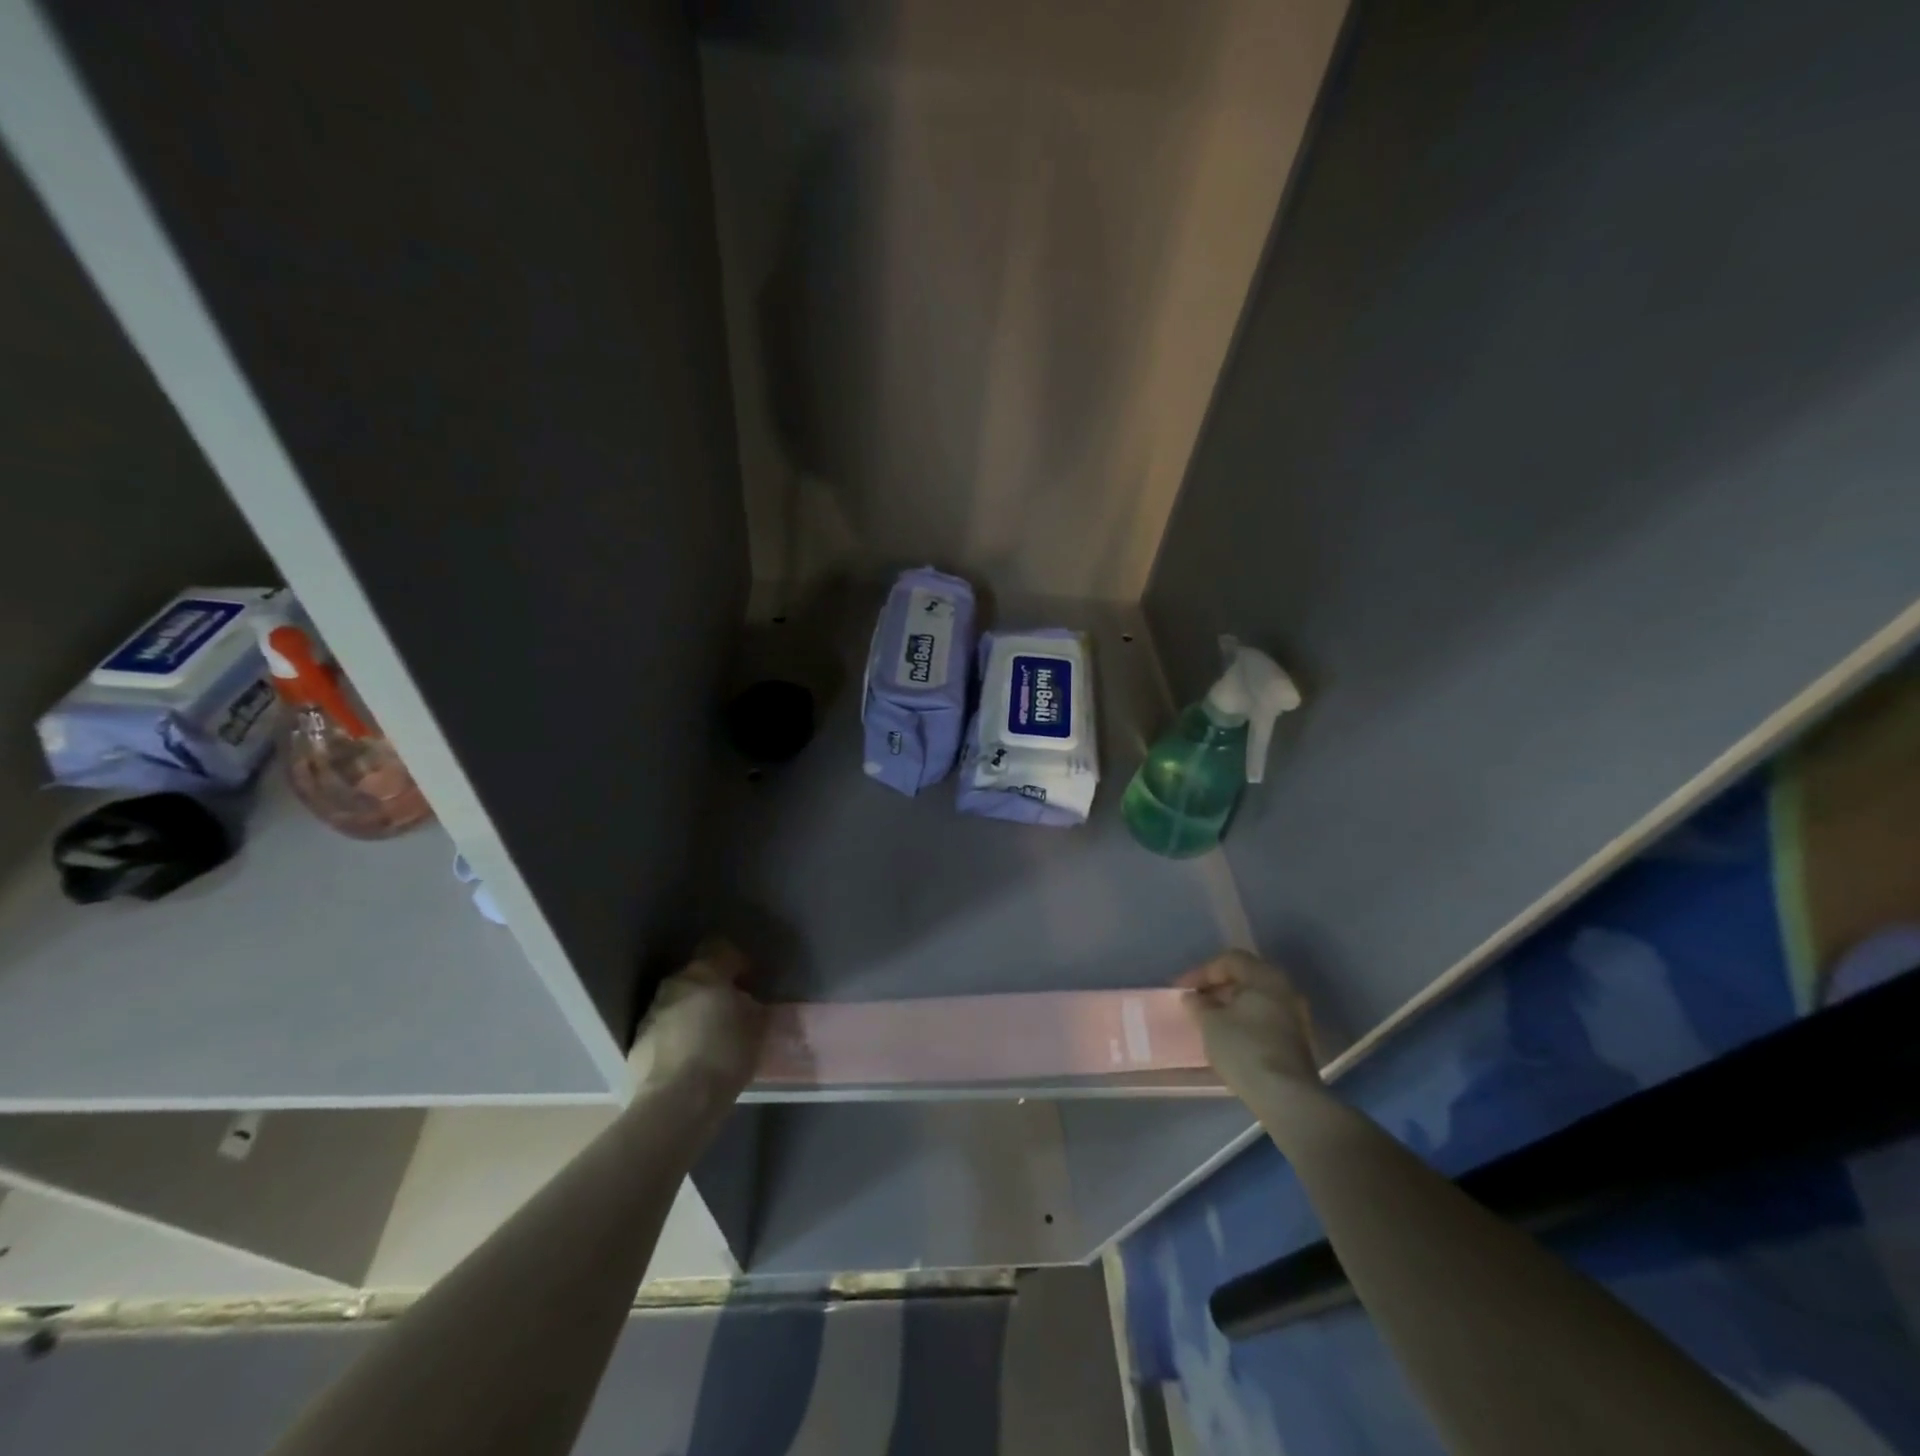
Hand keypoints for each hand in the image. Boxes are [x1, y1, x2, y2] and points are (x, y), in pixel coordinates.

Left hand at [627, 939, 767, 1101]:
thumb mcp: (756, 1028)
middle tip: (728, 1010)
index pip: (721, 949)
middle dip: (711, 988)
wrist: (677, 1102)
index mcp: (706, 974)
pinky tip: (687, 1059)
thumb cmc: (725, 1055)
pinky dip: (675, 1037)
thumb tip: (747, 1004)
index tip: (749, 980)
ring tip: (707, 1037)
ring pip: (676, 1002)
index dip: (737, 962)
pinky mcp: (637, 1042)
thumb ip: (752, 1008)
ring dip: (691, 1012)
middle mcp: (675, 985)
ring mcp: (651, 1013)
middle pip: (696, 976)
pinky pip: (662, 1029)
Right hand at [1177, 951, 1321, 1097]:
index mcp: (1265, 977)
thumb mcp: (1210, 1023)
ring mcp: (1294, 1015)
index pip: (1229, 960)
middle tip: (1194, 1001)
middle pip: (1245, 977)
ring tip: (1207, 1019)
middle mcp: (1284, 989)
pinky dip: (1243, 1020)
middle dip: (1215, 987)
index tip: (1181, 989)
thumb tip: (1193, 997)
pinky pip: (1264, 1017)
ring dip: (1229, 1005)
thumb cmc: (1244, 1049)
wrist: (1285, 1096)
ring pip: (1255, 999)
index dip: (1201, 972)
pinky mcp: (1296, 1039)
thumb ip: (1198, 1004)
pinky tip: (1227, 1035)